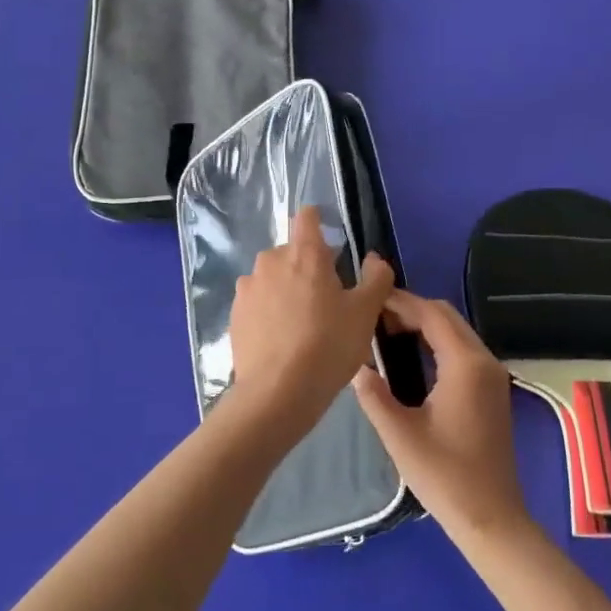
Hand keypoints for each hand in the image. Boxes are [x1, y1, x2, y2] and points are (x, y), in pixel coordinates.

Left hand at [229, 206, 394, 424]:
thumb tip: (374, 259)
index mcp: (303, 253)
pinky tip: (283, 340)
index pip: (307, 217)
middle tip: (328, 301)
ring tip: (303, 324)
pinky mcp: (235, 314)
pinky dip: (270, 312)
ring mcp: (248, 288)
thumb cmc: (328, 346)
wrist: (278, 393)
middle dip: (309, 267)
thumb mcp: (365, 313)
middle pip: (292, 252)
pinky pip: (258, 303)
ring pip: (273, 278)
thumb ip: (376, 279)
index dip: (320, 224)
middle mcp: (270, 261)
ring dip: (287, 290)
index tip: (333, 247)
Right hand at [352, 291, 533, 546]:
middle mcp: (485, 361)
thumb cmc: (444, 476)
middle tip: (374, 318)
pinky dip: (438, 342)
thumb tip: (354, 366)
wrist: (491, 517)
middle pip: (447, 316)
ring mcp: (493, 376)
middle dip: (412, 309)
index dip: (400, 302)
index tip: (369, 300)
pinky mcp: (492, 390)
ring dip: (426, 325)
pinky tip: (411, 357)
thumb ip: (374, 395)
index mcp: (465, 365)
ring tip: (386, 333)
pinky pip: (463, 350)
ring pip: (457, 331)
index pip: (431, 314)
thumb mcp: (399, 435)